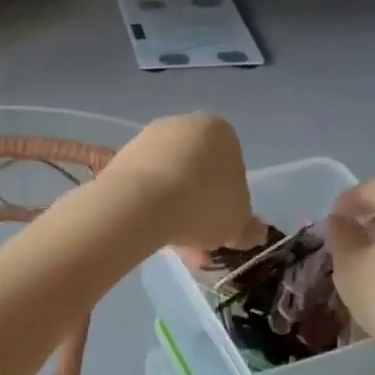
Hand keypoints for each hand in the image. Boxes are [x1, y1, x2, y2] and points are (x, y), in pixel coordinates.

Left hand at [103, 114, 262, 252]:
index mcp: (220, 131)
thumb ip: (246, 226)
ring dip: (172, 212)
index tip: (221, 228)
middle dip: (197, 211)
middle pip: (196, 175)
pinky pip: (139, 185)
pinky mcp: (120, 157)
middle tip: (196, 246)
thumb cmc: (204, 205)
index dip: (228, 203)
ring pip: (168, 182)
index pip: (231, 168)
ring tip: (171, 248)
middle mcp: (182, 125)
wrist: (143, 202)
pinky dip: (144, 205)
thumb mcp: (237, 222)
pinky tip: (145, 229)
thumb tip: (253, 231)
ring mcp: (147, 139)